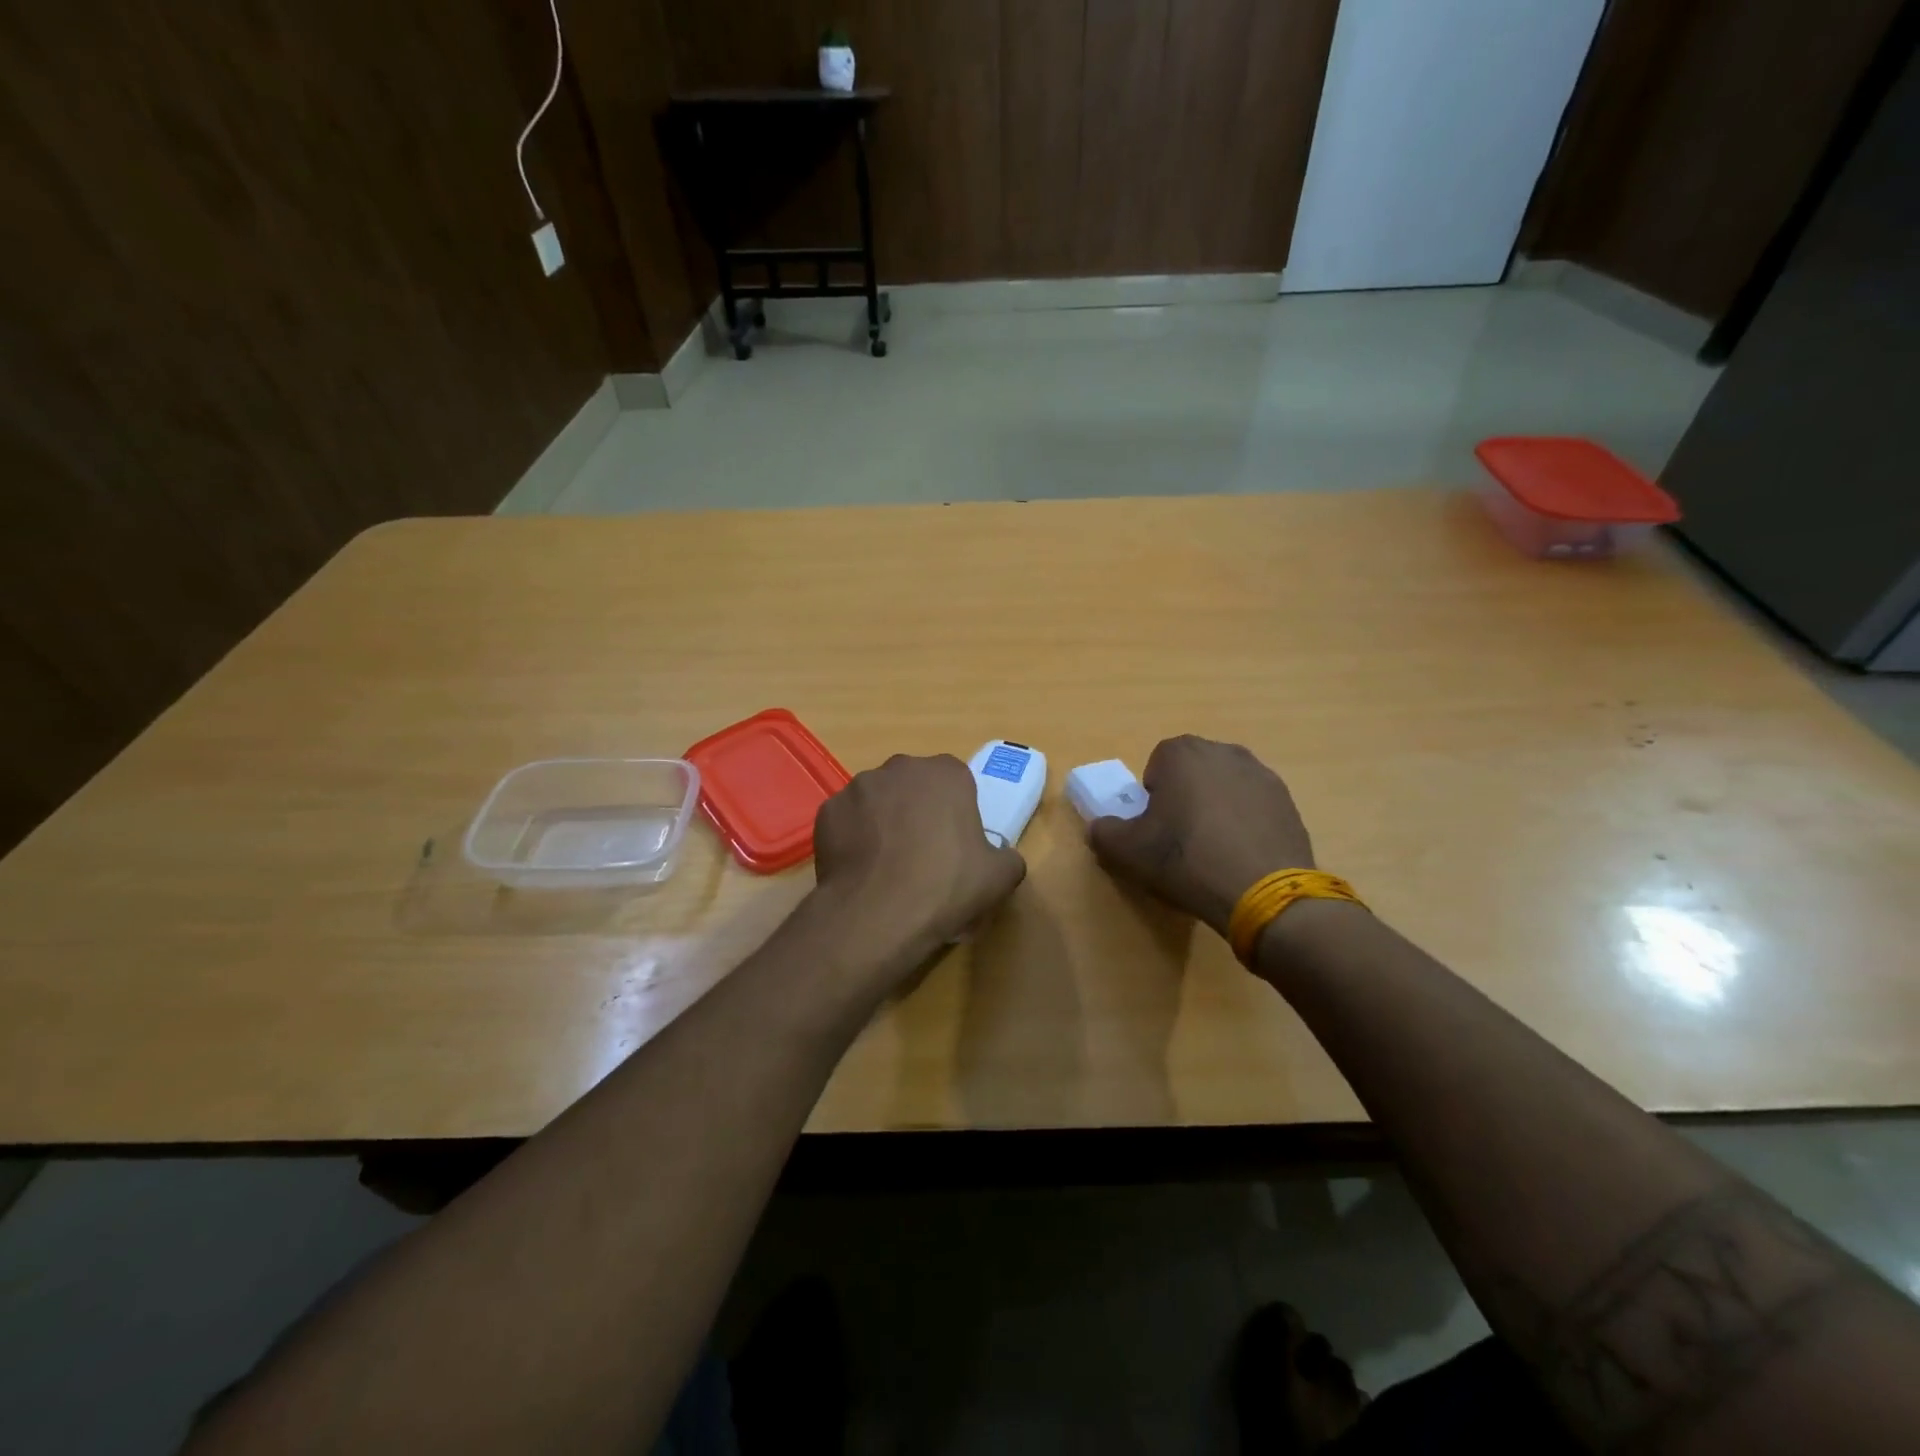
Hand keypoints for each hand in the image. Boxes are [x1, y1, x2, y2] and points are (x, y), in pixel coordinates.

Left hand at [810, 753, 1026, 989]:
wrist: (878, 913)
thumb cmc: (947, 885)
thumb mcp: (1000, 877)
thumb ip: (1007, 857)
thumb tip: (1001, 858)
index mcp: (946, 773)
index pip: (956, 781)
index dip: (956, 811)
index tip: (955, 843)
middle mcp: (900, 767)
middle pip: (913, 785)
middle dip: (917, 810)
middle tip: (921, 853)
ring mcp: (858, 786)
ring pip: (877, 800)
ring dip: (883, 821)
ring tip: (886, 865)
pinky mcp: (827, 810)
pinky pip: (847, 820)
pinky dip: (852, 838)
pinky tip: (860, 870)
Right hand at [1089, 736, 1313, 938]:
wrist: (1262, 893)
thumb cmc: (1185, 860)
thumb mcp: (1126, 851)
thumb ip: (1103, 832)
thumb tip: (1101, 827)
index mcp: (1182, 753)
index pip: (1156, 764)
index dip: (1152, 796)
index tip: (1155, 827)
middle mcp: (1224, 752)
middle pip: (1193, 771)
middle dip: (1185, 797)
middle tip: (1180, 838)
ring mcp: (1262, 775)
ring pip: (1225, 787)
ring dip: (1216, 809)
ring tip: (1214, 851)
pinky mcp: (1288, 802)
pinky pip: (1254, 807)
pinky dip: (1246, 824)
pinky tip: (1241, 857)